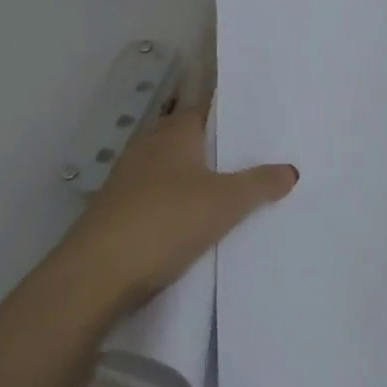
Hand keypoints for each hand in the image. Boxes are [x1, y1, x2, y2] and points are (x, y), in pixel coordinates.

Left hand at [61, 108, 296, 310]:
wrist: (95, 277)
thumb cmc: (165, 221)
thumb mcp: (225, 202)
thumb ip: (260, 183)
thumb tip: (291, 170)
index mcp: (175, 131)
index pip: (211, 108)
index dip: (238, 114)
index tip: (269, 122)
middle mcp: (151, 145)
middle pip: (196, 140)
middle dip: (226, 149)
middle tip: (267, 157)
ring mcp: (131, 179)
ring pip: (180, 171)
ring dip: (206, 179)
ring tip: (245, 190)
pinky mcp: (122, 212)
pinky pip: (166, 198)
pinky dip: (186, 204)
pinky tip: (207, 222)